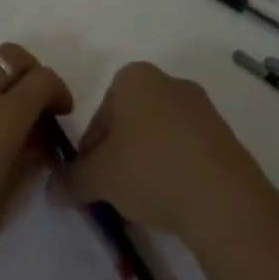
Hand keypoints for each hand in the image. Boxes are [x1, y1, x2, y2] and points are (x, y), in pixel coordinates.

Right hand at [58, 62, 278, 251]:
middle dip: (120, 153)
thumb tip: (52, 189)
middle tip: (116, 190)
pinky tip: (175, 201)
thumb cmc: (150, 170)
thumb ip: (72, 180)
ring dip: (148, 162)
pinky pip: (188, 150)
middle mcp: (168, 81)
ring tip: (146, 202)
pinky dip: (176, 170)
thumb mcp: (100, 178)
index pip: (100, 113)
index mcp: (134, 77)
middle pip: (130, 121)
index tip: (93, 179)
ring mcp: (202, 108)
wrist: (225, 200)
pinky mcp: (226, 136)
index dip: (91, 149)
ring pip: (160, 135)